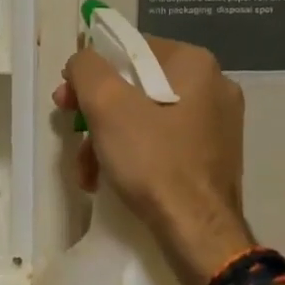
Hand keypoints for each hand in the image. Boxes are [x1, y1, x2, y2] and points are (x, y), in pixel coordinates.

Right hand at [53, 35, 252, 284]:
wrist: (199, 235)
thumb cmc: (153, 160)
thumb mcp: (107, 104)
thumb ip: (86, 68)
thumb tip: (83, 61)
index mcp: (195, 63)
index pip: (130, 49)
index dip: (92, 71)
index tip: (68, 97)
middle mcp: (212, 86)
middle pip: (136, 85)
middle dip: (97, 110)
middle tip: (71, 128)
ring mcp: (216, 124)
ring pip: (146, 117)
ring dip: (108, 138)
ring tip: (85, 168)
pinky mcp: (211, 157)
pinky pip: (162, 142)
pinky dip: (132, 155)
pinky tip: (106, 180)